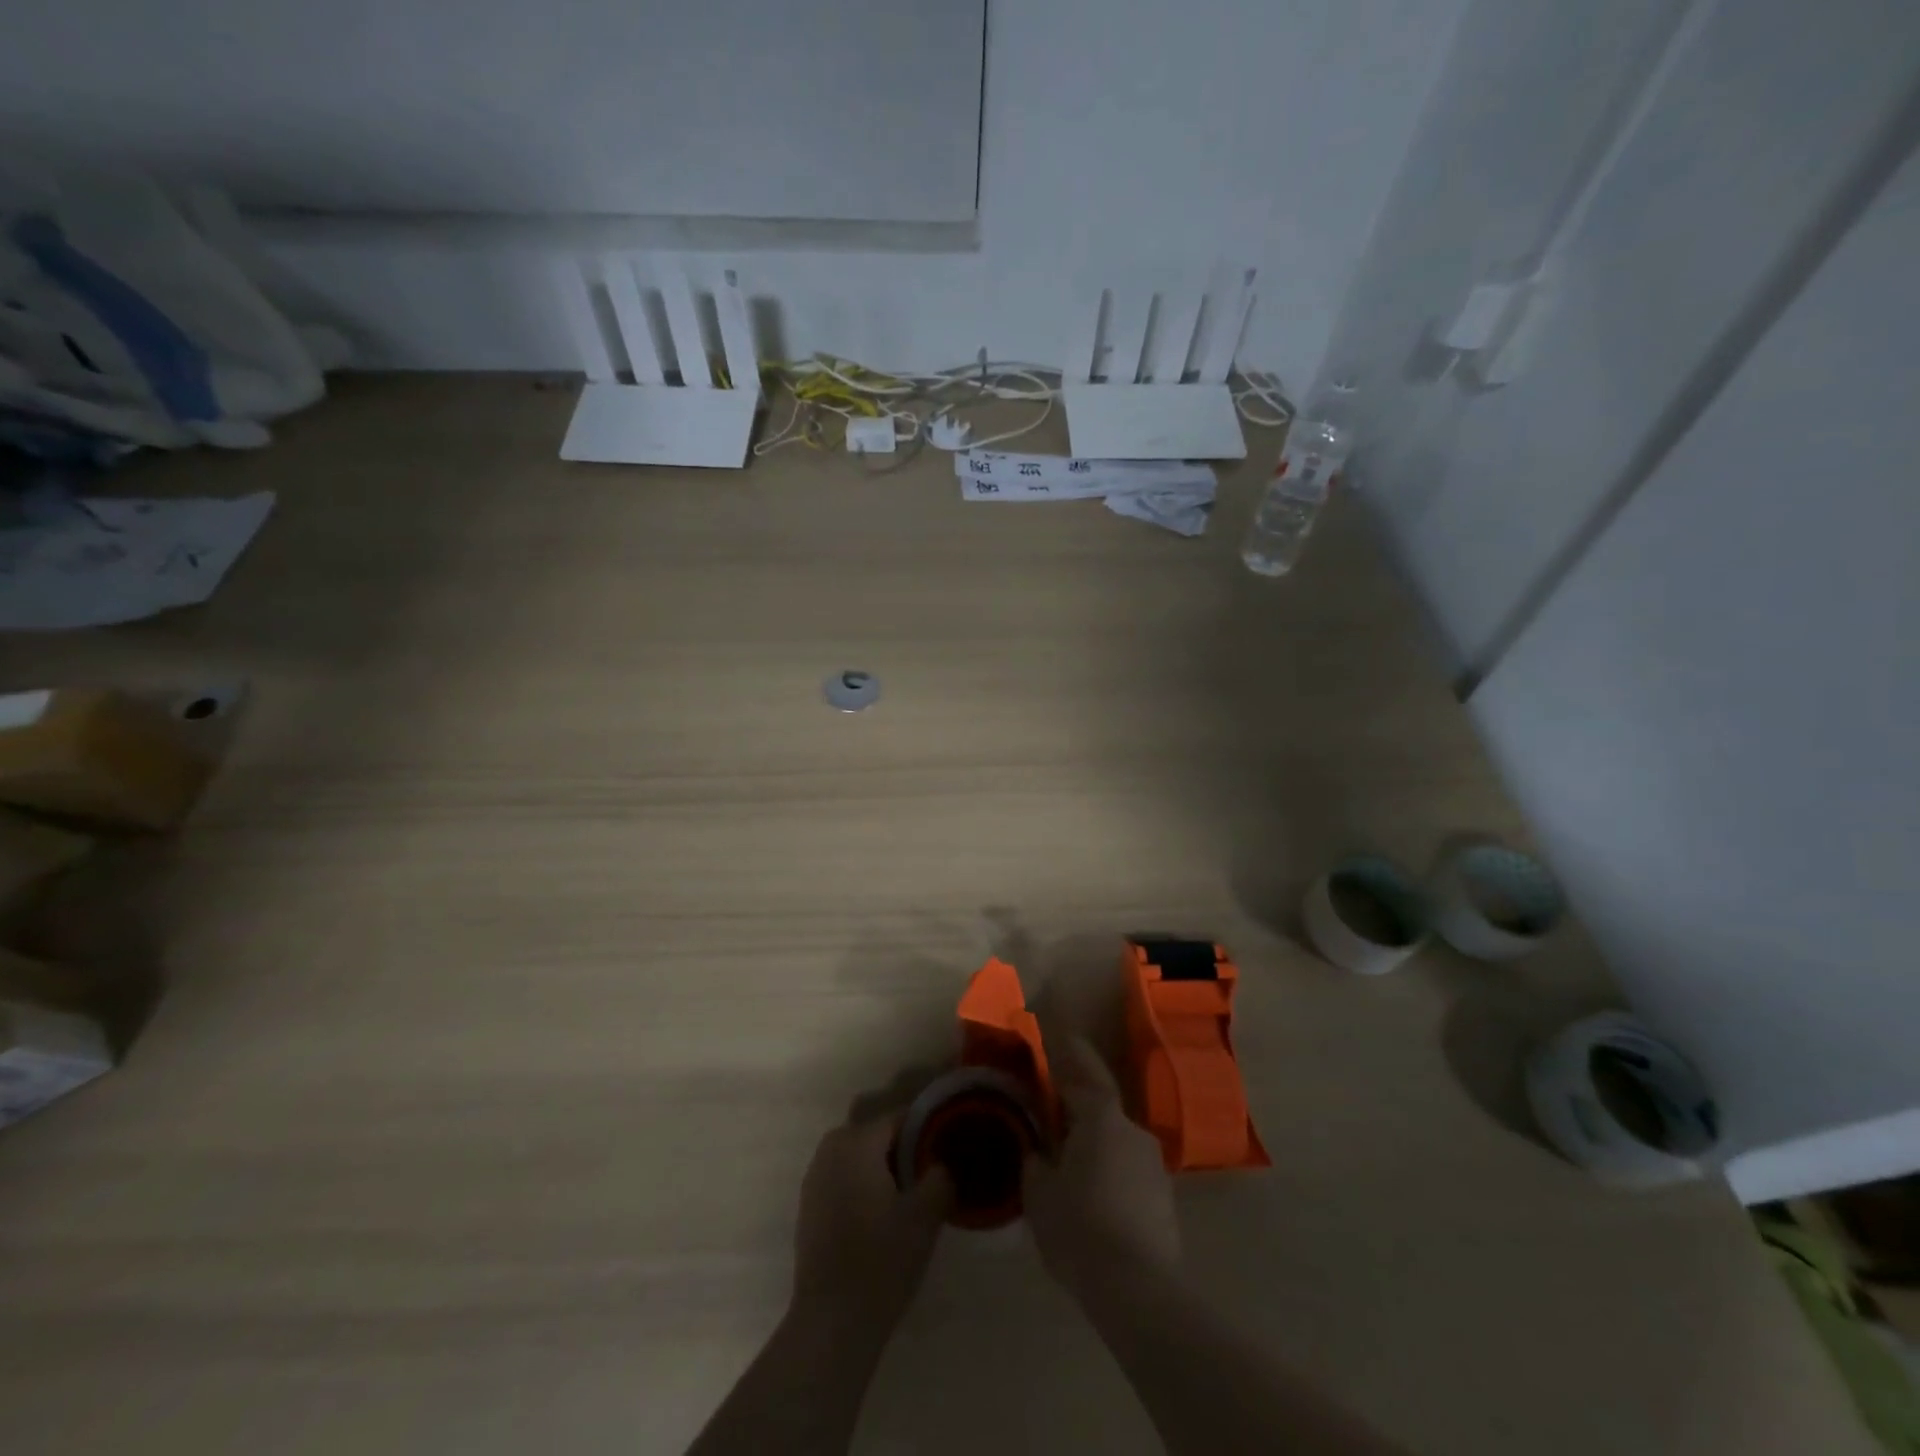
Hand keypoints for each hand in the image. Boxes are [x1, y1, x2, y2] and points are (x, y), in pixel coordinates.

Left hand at [792, 1112, 951, 1328]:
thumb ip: (941, 1177)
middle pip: (879, 1135)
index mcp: (857, 1141)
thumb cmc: (881, 1260)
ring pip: (861, 1157)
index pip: (901, 1117)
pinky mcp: (810, 1205)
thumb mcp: (925, 1216)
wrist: (831, 1322)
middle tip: (933, 1175)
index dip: (928, 1129)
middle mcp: (831, 1148)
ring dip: (885, 1169)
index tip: (949, 1148)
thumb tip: (943, 1163)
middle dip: (906, 1149)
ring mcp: (815, 1177)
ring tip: (912, 1197)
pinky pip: (846, 1178)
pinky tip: (884, 1217)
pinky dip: (865, 1186)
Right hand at [1024, 1036, 1181, 1299]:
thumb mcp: (1039, 1193)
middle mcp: (1133, 1131)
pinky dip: (1108, 1173)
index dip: (1072, 1051)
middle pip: (1101, 1108)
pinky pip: (1127, 1172)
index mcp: (1102, 1119)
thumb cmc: (1080, 1229)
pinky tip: (1091, 1198)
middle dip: (1078, 1108)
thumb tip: (1038, 1152)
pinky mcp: (1163, 1200)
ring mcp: (1153, 1166)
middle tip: (1052, 1112)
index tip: (1061, 1032)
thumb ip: (1035, 1162)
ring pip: (1115, 1142)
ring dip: (1093, 1145)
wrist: (1139, 1291)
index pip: (1086, 1072)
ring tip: (1067, 1163)